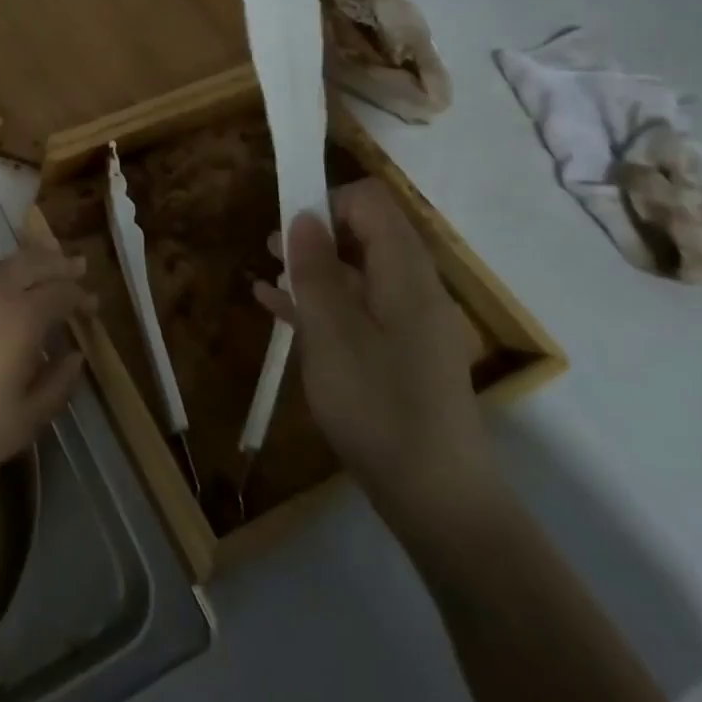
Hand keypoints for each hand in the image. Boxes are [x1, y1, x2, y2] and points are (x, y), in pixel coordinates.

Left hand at [0, 248, 94, 494]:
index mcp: (23, 317)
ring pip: (2, 261)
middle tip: (76, 266)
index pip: (61, 293)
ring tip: (40, 264)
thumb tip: (76, 356)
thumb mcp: (25, 420)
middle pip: (34, 263)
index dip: (81, 296)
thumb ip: (57, 384)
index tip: (92, 305)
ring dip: (27, 260)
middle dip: (58, 264)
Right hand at [255, 180, 498, 528]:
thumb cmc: (378, 406)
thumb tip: (304, 216)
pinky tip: (277, 308)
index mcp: (404, 274)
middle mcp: (412, 290)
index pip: (372, 204)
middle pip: (365, 236)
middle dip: (315, 234)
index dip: (329, 201)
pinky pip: (357, 311)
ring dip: (312, 269)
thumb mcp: (332, 333)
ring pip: (356, 275)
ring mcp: (408, 325)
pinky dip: (320, 303)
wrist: (437, 499)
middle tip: (268, 248)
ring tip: (265, 275)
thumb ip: (315, 270)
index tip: (290, 226)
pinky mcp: (398, 356)